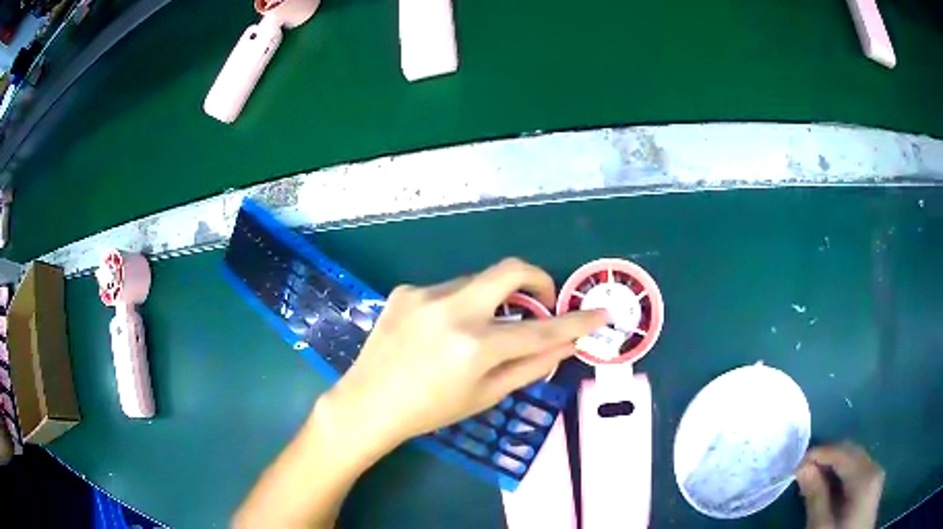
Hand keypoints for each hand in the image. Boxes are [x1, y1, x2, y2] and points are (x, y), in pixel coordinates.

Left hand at [324, 258, 605, 451]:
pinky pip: (447, 290)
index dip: (576, 322)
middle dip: (538, 279)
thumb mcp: (485, 395)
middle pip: (510, 270)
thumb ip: (530, 366)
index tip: (599, 313)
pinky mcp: (405, 290)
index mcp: (475, 346)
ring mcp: (424, 294)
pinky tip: (440, 332)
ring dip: (492, 299)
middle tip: (543, 300)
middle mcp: (452, 310)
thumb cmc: (430, 410)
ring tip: (480, 330)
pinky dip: (458, 305)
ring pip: (477, 281)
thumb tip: (567, 345)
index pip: (541, 329)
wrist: (368, 403)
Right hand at [796, 442, 883, 528]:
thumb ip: (815, 497)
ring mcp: (876, 474)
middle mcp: (874, 467)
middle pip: (850, 451)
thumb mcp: (822, 527)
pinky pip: (858, 468)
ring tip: (813, 478)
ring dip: (834, 464)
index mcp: (865, 476)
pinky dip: (842, 472)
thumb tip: (802, 468)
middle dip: (827, 456)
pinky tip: (829, 485)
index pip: (842, 452)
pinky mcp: (873, 483)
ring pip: (854, 458)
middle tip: (803, 471)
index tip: (796, 464)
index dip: (819, 453)